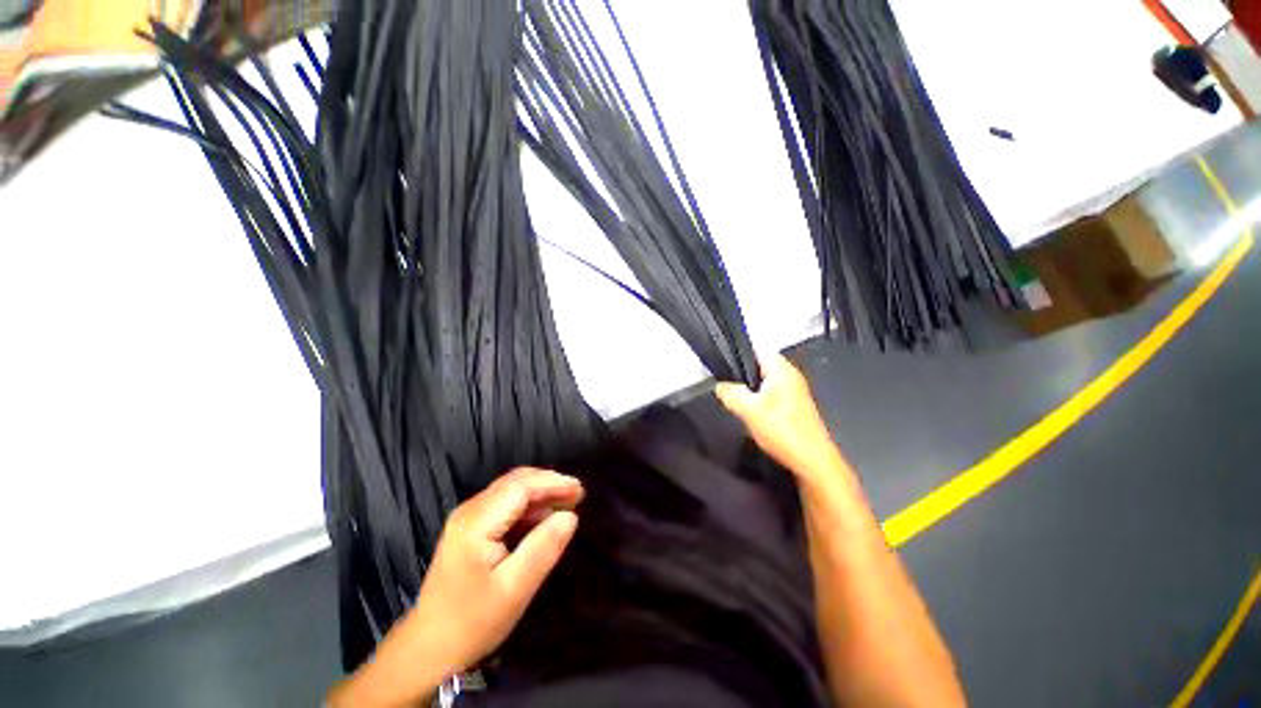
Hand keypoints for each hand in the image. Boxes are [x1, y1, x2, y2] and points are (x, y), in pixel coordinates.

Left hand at [412, 467, 582, 674]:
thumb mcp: (514, 589)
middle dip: (548, 483)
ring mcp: (467, 519)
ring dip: (540, 493)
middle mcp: (470, 511)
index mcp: (476, 522)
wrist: (428, 650)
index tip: (580, 490)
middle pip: (515, 482)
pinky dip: (528, 506)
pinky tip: (543, 519)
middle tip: (577, 495)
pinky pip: (504, 505)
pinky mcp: (470, 529)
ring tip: (567, 505)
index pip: (520, 487)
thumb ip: (543, 548)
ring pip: (510, 491)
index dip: (553, 483)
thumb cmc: (472, 623)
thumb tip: (570, 516)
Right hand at [715, 354, 839, 481]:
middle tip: (728, 387)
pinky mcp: (796, 407)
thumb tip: (720, 386)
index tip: (723, 366)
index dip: (739, 354)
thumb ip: (731, 394)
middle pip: (761, 366)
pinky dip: (761, 401)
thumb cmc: (782, 430)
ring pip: (766, 383)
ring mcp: (796, 392)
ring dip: (752, 391)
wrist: (812, 461)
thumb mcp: (748, 410)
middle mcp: (791, 376)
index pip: (758, 349)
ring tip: (738, 402)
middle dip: (743, 375)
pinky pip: (773, 395)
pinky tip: (753, 415)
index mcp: (782, 370)